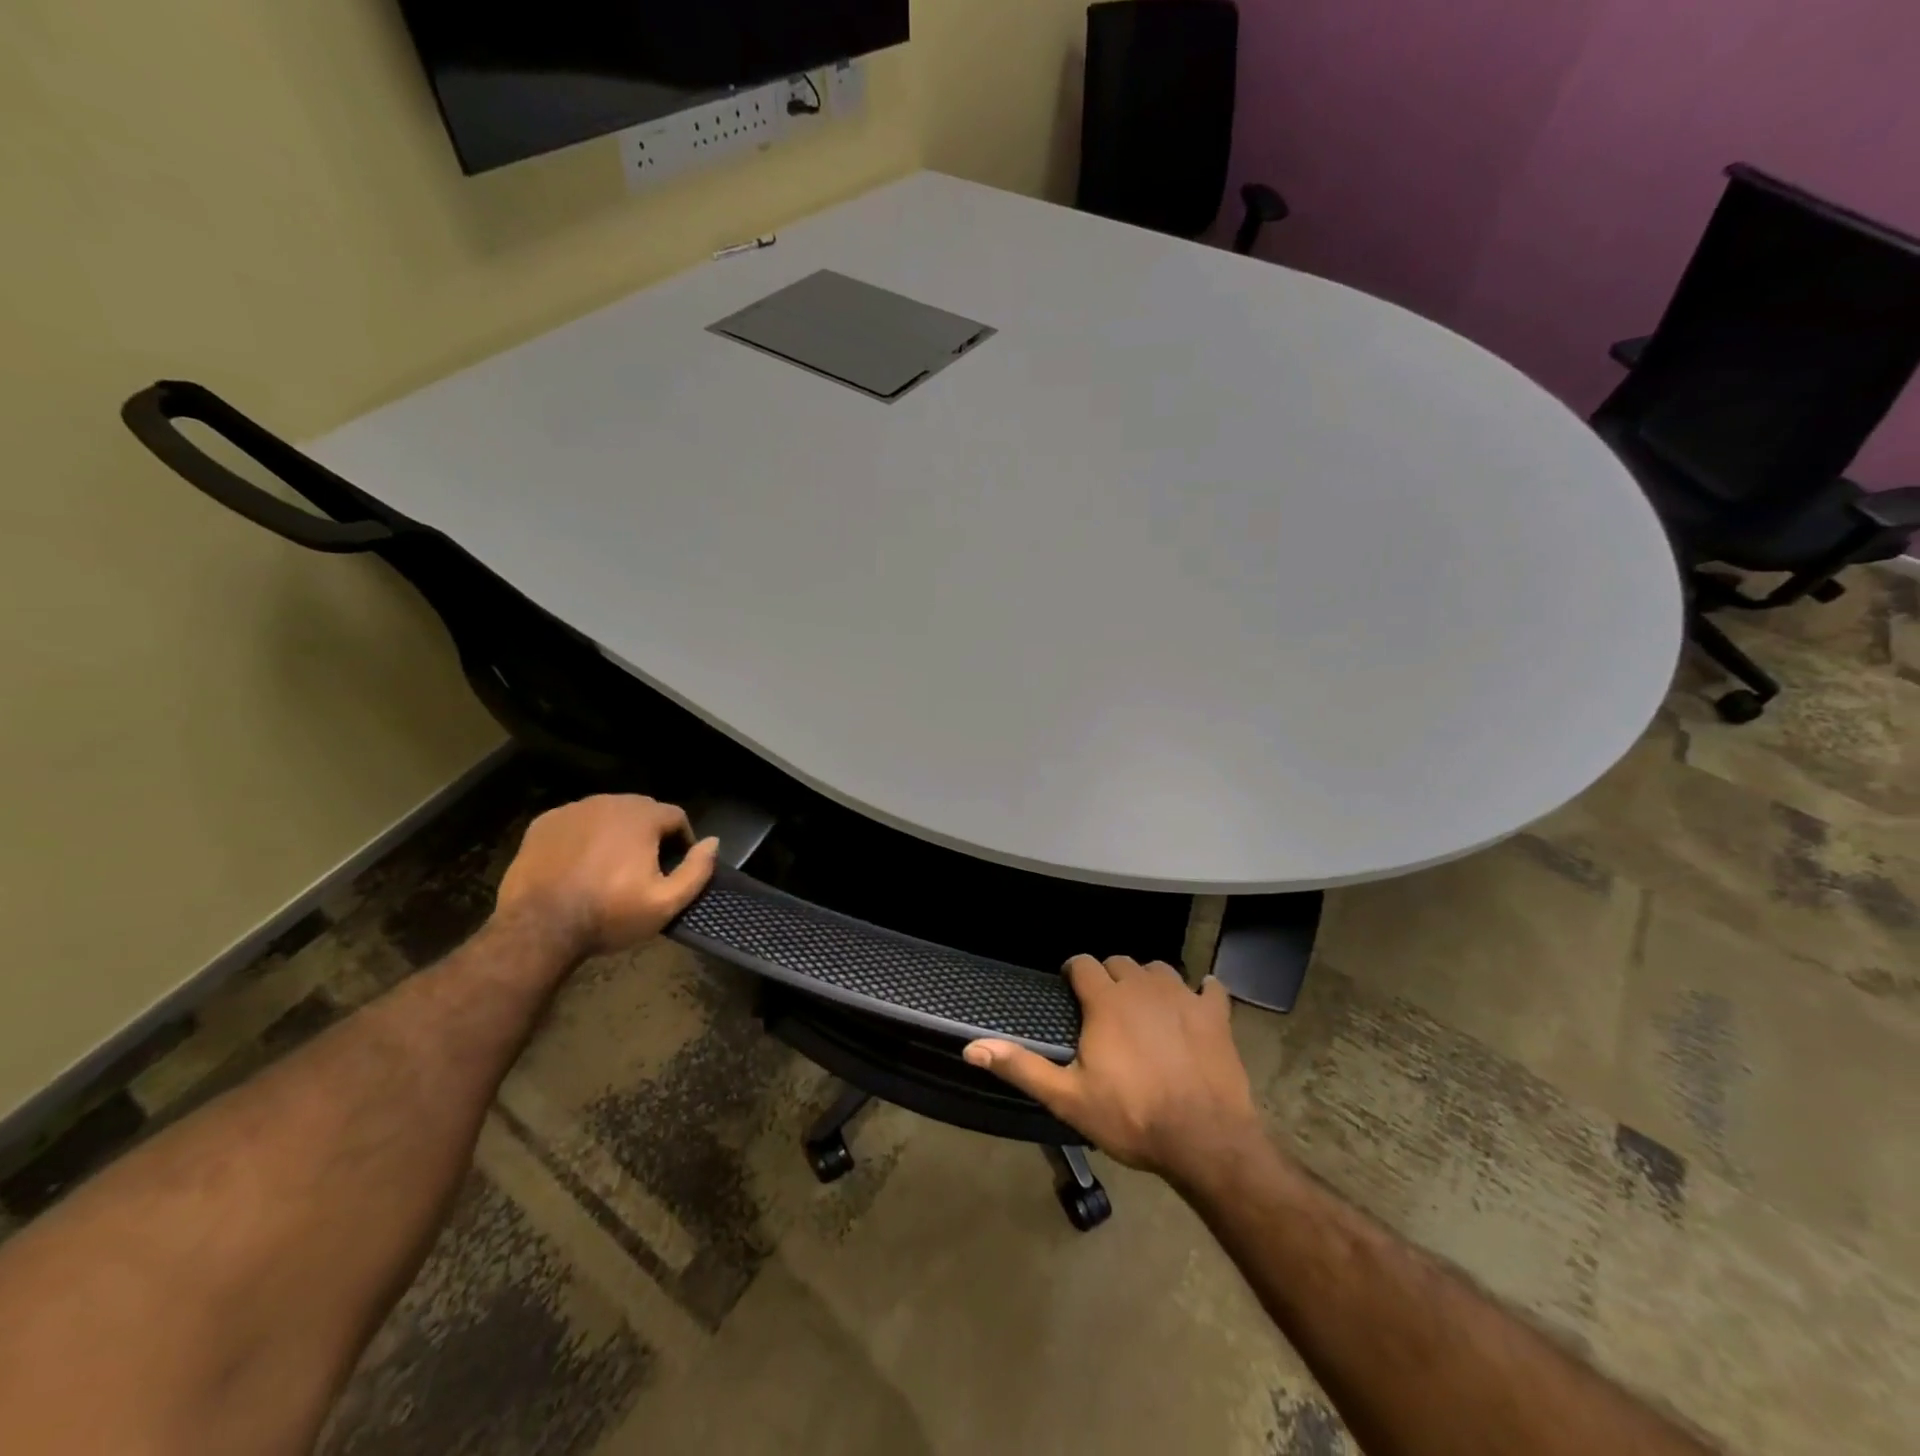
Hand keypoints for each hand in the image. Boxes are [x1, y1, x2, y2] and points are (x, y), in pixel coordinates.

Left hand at [494, 795, 718, 956]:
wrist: (537, 929)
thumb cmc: (608, 915)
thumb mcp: (665, 903)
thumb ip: (697, 870)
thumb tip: (713, 842)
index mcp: (641, 817)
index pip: (675, 816)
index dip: (682, 841)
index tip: (675, 866)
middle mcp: (608, 802)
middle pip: (641, 810)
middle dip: (649, 834)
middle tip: (645, 868)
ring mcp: (572, 810)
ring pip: (608, 814)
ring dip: (617, 832)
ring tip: (612, 866)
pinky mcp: (544, 824)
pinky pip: (577, 822)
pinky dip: (585, 836)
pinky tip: (580, 864)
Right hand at [964, 956, 1263, 1181]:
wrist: (1205, 1140)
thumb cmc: (1131, 1117)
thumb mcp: (1068, 1098)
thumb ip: (1021, 1067)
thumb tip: (971, 1047)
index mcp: (1106, 1000)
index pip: (1083, 963)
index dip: (1074, 972)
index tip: (1071, 989)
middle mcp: (1143, 986)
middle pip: (1120, 962)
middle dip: (1109, 977)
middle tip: (1105, 1007)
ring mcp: (1184, 997)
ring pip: (1160, 969)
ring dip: (1149, 981)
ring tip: (1145, 1007)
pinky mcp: (1216, 1015)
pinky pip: (1210, 987)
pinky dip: (1202, 992)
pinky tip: (1198, 1003)